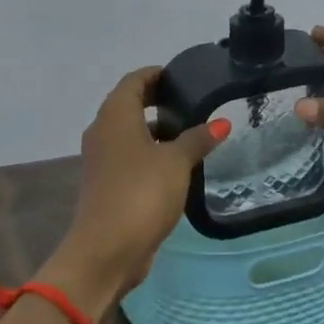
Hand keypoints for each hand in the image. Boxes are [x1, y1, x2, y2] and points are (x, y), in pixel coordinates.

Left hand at [41, 67, 229, 316]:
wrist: (107, 249)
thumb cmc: (141, 193)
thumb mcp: (177, 162)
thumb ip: (198, 139)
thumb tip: (221, 122)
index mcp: (114, 116)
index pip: (134, 81)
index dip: (156, 74)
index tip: (182, 76)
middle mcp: (102, 132)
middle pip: (129, 105)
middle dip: (158, 102)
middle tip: (191, 103)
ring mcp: (102, 160)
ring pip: (129, 134)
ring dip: (155, 131)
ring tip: (191, 134)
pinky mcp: (106, 184)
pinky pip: (129, 157)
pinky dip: (150, 154)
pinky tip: (176, 165)